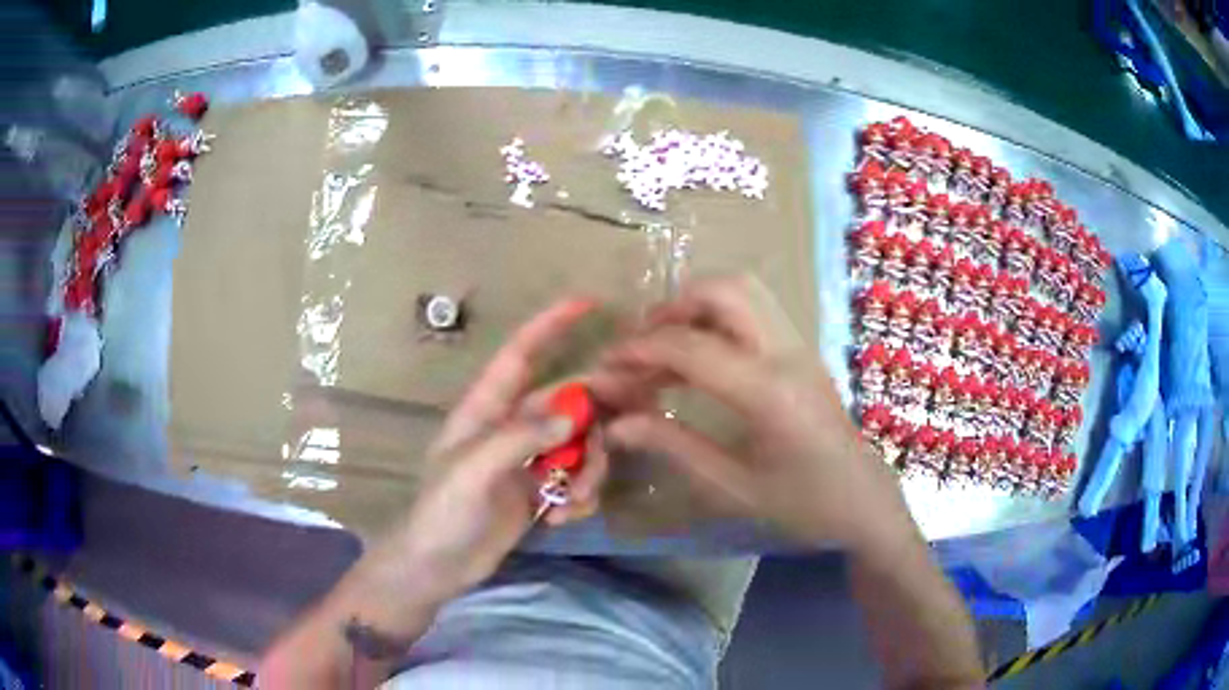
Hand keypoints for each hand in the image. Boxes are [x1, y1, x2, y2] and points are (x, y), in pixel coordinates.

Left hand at [259, 300, 611, 688]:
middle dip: (596, 417)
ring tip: (570, 501)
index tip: (587, 302)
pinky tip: (561, 519)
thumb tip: (574, 413)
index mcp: (486, 409)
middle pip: (568, 402)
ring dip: (588, 471)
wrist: (438, 567)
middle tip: (622, 432)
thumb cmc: (441, 513)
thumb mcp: (472, 472)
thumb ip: (519, 438)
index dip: (550, 325)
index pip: (520, 355)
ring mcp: (527, 460)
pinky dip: (579, 497)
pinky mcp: (538, 492)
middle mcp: (511, 427)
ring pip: (579, 445)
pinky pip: (576, 479)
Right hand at [592, 276, 913, 549]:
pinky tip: (695, 359)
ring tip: (663, 348)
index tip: (605, 368)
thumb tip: (615, 423)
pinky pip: (753, 310)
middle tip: (640, 348)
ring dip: (694, 305)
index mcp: (769, 393)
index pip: (691, 347)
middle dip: (670, 308)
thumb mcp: (733, 486)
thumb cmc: (804, 504)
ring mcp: (799, 345)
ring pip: (743, 290)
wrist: (864, 500)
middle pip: (724, 290)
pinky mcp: (801, 350)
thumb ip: (673, 445)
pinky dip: (715, 318)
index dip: (639, 352)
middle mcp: (786, 354)